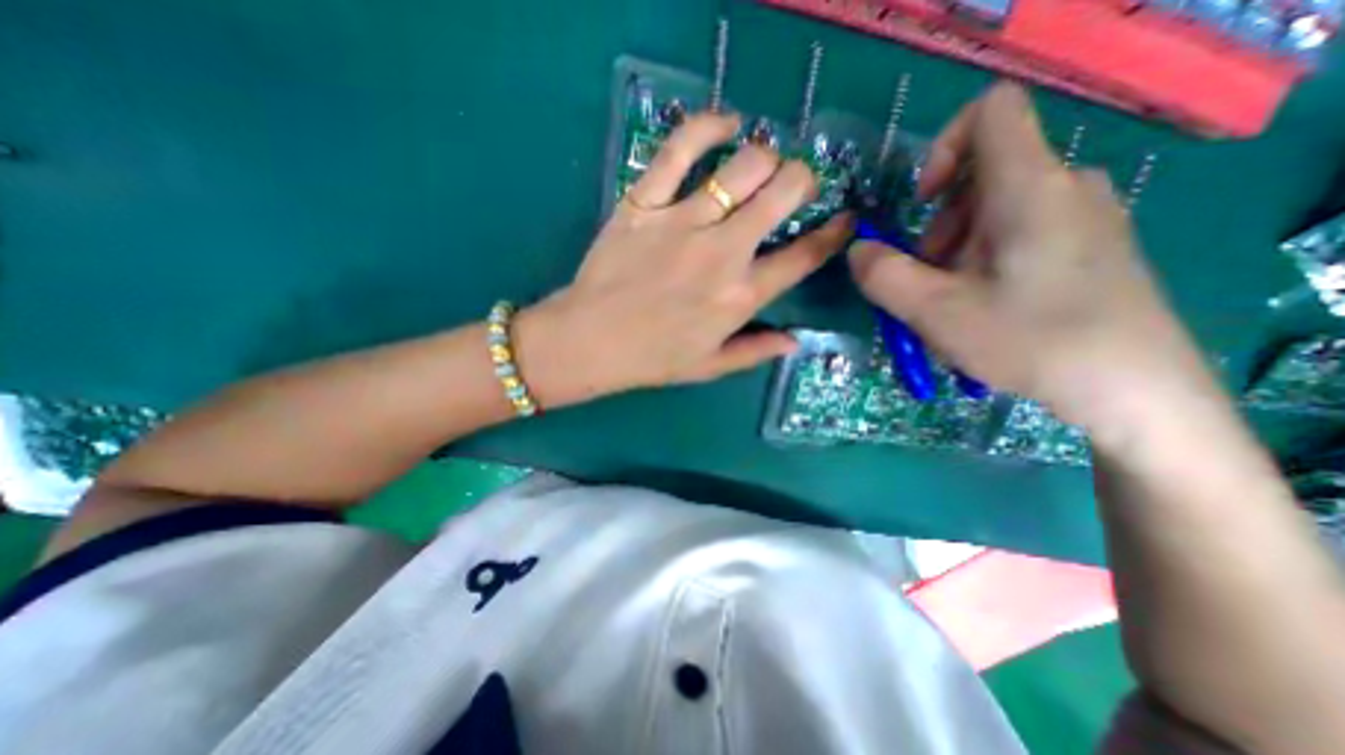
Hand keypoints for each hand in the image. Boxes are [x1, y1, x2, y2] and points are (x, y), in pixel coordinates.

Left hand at [517, 108, 848, 407]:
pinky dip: (708, 126)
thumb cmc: (652, 359)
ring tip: (761, 165)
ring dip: (765, 157)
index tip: (845, 220)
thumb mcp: (710, 366)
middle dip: (804, 180)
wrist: (590, 341)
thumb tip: (797, 341)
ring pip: (744, 165)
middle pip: (784, 193)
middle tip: (796, 185)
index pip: (804, 256)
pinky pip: (680, 149)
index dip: (834, 233)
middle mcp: (722, 253)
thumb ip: (756, 351)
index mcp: (740, 296)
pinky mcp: (644, 202)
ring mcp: (682, 222)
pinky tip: (726, 124)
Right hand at [849, 83, 1207, 433]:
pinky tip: (986, 307)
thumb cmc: (1030, 341)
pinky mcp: (1090, 246)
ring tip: (956, 302)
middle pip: (982, 176)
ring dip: (957, 250)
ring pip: (996, 210)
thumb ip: (883, 275)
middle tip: (932, 280)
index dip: (942, 146)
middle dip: (940, 225)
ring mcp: (1083, 217)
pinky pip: (1021, 233)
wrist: (1134, 390)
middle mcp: (1064, 187)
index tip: (922, 204)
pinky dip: (985, 261)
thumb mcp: (934, 311)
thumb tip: (858, 250)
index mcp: (1029, 188)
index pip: (989, 112)